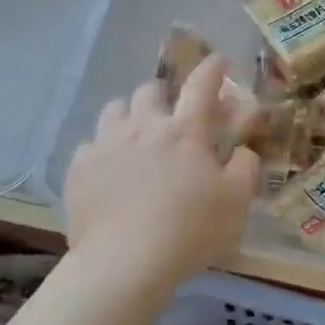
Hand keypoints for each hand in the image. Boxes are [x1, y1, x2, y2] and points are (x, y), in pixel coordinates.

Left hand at [62, 56, 261, 288]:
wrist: (124, 263)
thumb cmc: (190, 230)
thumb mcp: (237, 201)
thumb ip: (245, 167)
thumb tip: (242, 150)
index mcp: (185, 131)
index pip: (201, 85)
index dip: (212, 69)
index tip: (218, 60)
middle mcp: (144, 127)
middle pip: (150, 90)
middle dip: (165, 94)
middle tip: (173, 113)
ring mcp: (106, 145)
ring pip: (114, 109)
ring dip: (129, 114)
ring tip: (137, 133)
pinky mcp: (79, 169)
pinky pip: (89, 144)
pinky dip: (103, 148)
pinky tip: (110, 167)